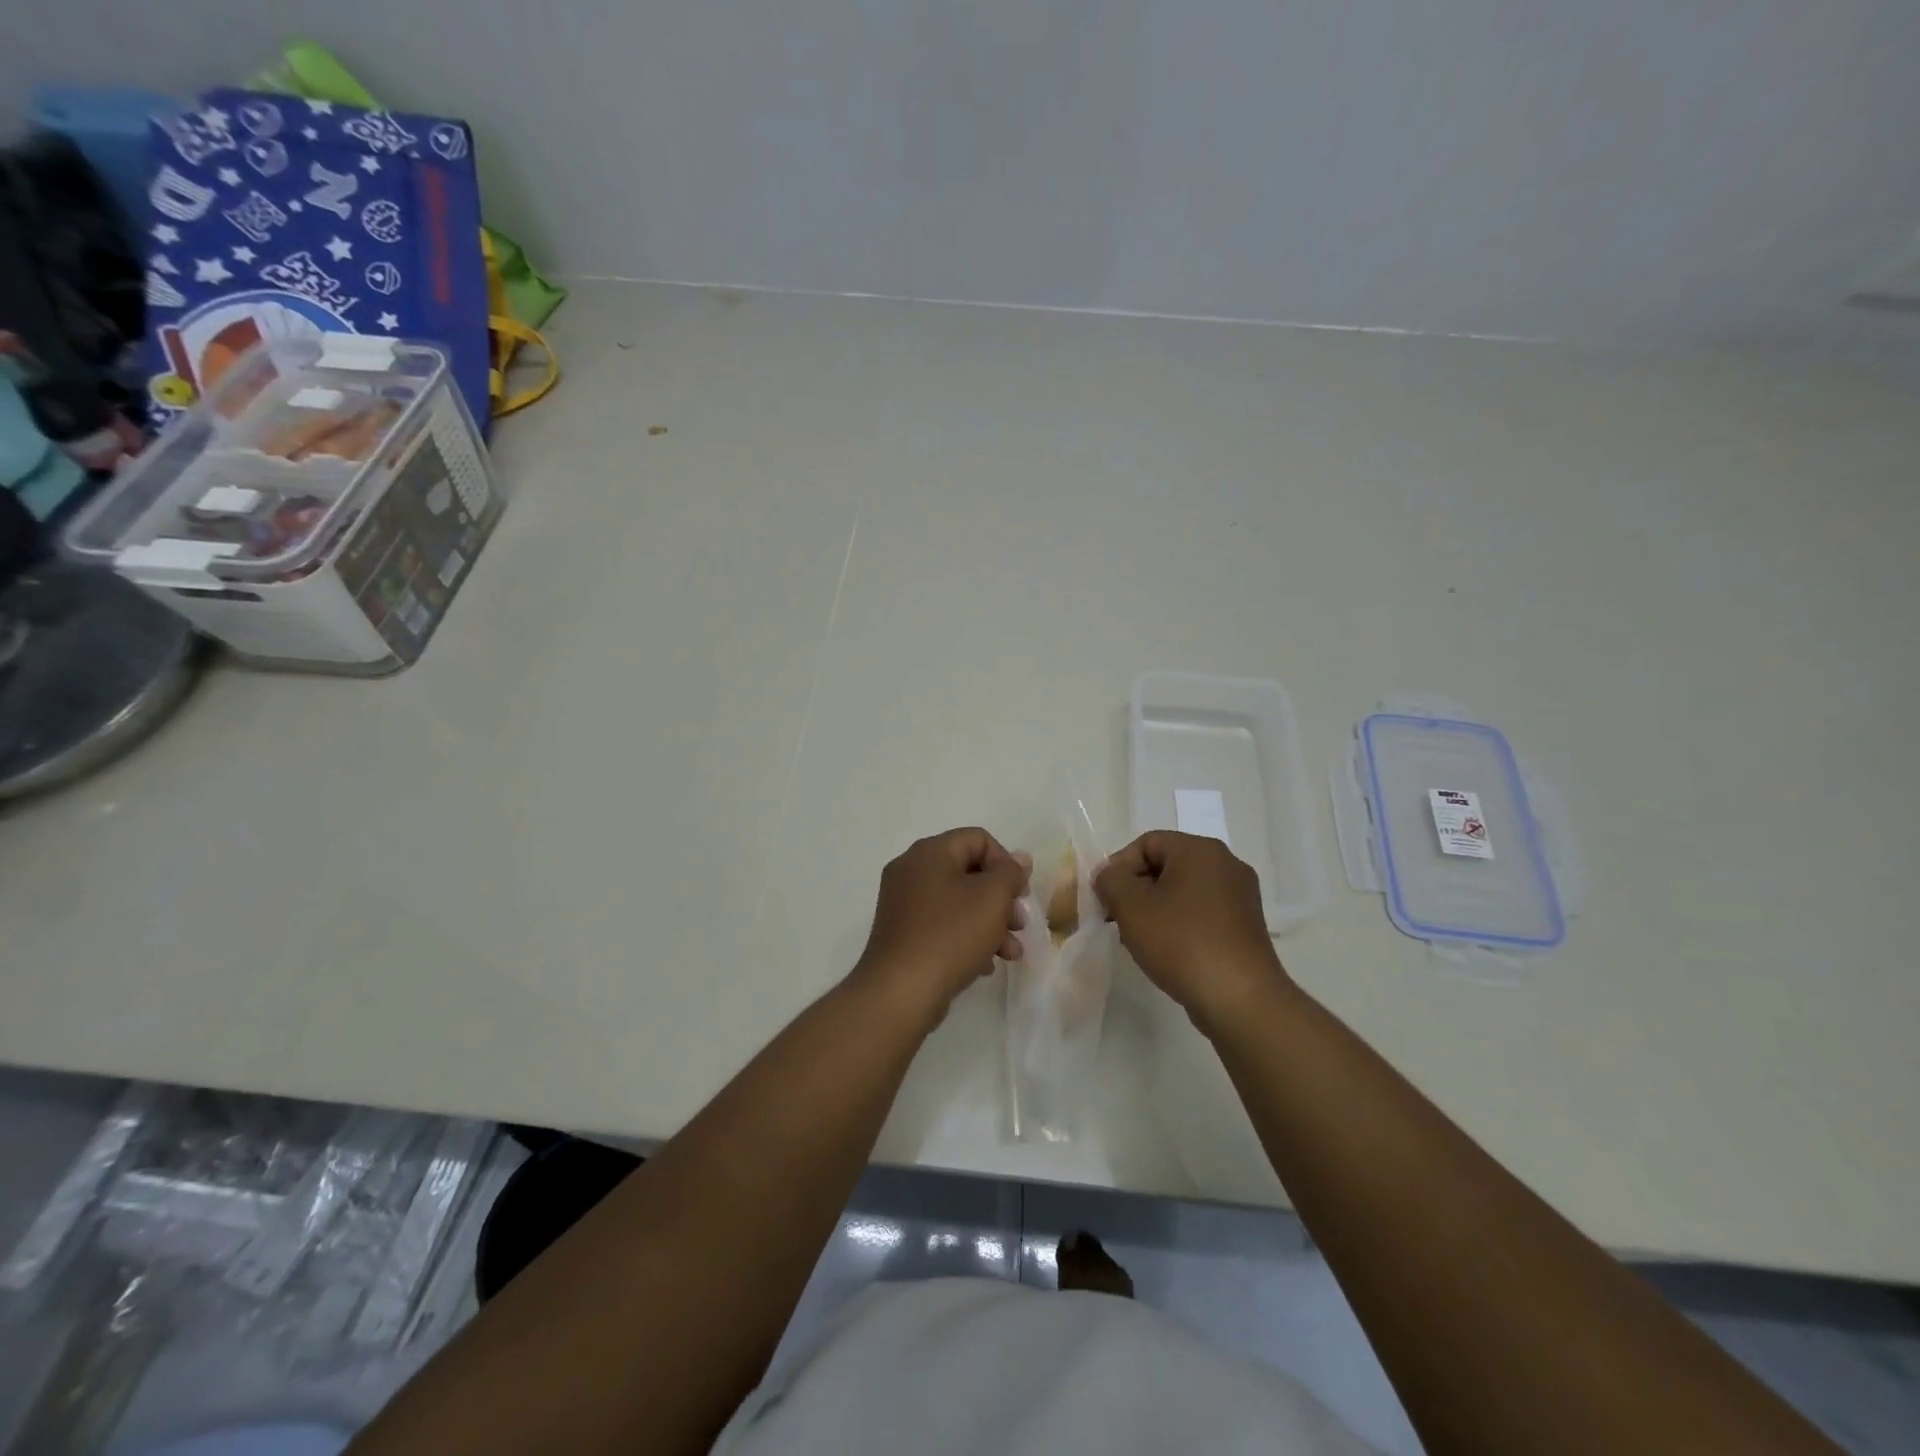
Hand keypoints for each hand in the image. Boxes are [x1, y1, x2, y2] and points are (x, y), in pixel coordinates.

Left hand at [852, 828, 1030, 1024]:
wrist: (900, 992)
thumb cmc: (950, 935)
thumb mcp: (991, 898)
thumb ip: (1010, 873)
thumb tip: (1019, 859)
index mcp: (929, 852)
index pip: (978, 839)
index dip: (1007, 862)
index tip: (1021, 894)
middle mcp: (911, 871)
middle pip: (969, 873)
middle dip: (1001, 899)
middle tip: (1020, 925)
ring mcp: (903, 904)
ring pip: (958, 903)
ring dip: (990, 924)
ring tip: (1011, 954)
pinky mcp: (902, 934)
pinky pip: (942, 925)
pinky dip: (966, 939)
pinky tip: (985, 966)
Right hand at [1093, 831, 1291, 1033]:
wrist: (1240, 999)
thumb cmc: (1182, 942)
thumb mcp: (1131, 906)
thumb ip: (1111, 880)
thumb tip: (1109, 875)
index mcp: (1201, 850)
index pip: (1147, 843)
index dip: (1118, 866)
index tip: (1103, 898)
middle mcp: (1226, 864)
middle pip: (1166, 865)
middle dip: (1135, 889)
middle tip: (1116, 918)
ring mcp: (1240, 896)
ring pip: (1183, 890)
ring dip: (1155, 908)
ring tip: (1138, 939)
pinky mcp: (1245, 926)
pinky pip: (1202, 912)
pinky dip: (1179, 924)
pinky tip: (1167, 951)